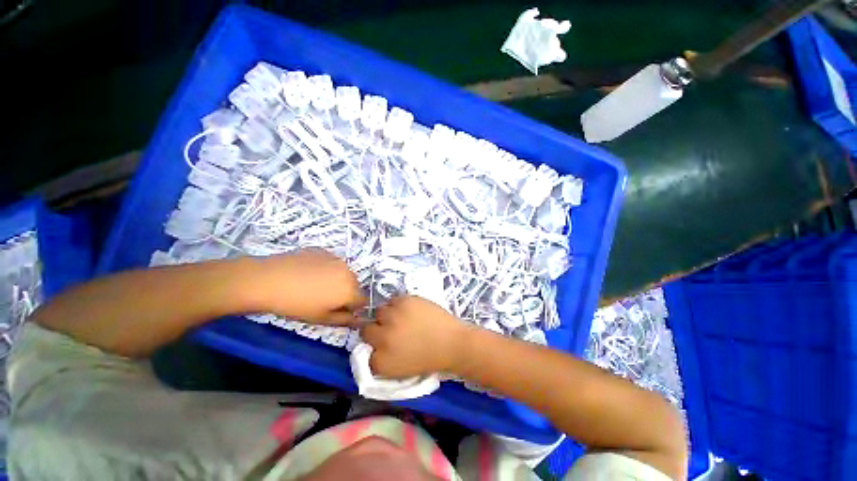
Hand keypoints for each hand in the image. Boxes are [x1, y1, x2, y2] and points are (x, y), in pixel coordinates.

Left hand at [248, 249, 364, 323]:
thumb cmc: (296, 305)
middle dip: (345, 292)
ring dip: (336, 279)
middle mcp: (349, 272)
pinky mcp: (324, 251)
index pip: (362, 301)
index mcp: (350, 290)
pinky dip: (326, 268)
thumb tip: (359, 320)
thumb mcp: (321, 319)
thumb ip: (345, 320)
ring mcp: (337, 259)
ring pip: (343, 272)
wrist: (270, 280)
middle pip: (354, 285)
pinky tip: (307, 273)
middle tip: (324, 299)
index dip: (352, 307)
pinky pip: (331, 262)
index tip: (338, 310)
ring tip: (314, 284)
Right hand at [360, 295, 470, 377]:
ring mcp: (393, 317)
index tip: (383, 344)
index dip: (374, 346)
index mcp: (381, 362)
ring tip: (401, 318)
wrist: (451, 343)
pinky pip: (392, 300)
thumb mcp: (400, 369)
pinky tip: (409, 310)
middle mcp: (382, 338)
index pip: (364, 352)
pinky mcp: (404, 301)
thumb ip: (382, 359)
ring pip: (379, 312)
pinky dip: (398, 305)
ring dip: (387, 316)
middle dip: (376, 330)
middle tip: (390, 329)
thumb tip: (373, 346)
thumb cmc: (428, 359)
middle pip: (366, 329)